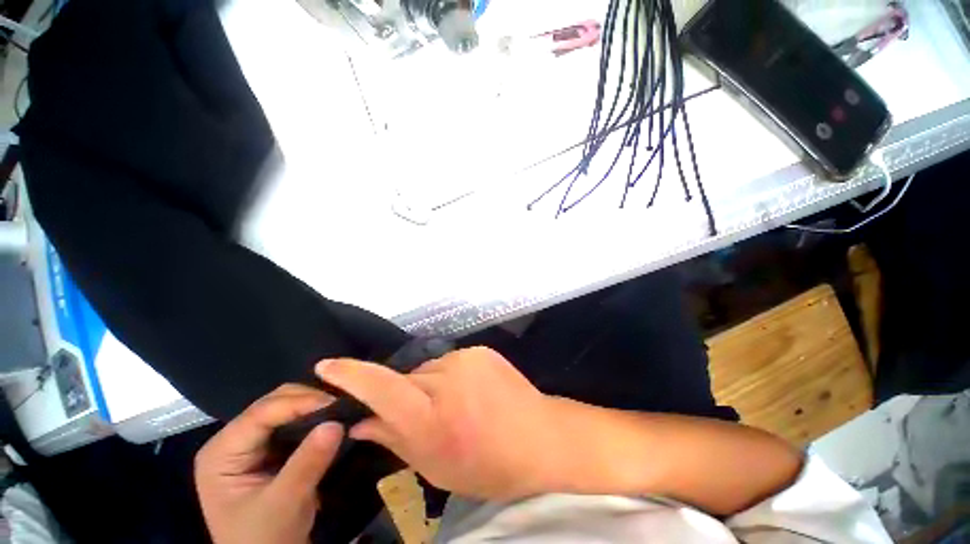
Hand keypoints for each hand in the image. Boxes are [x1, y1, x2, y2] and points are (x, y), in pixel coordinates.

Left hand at [195, 384, 343, 543]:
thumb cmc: (263, 539)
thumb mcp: (284, 504)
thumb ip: (307, 463)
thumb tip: (336, 423)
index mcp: (222, 452)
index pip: (262, 412)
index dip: (301, 402)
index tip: (337, 403)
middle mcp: (233, 440)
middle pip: (274, 403)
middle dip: (309, 401)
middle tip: (342, 405)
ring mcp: (251, 443)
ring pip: (286, 408)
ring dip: (314, 407)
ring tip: (341, 409)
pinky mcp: (269, 449)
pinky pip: (294, 422)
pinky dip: (314, 418)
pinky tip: (332, 419)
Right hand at [316, 347, 560, 499]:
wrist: (539, 437)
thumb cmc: (487, 465)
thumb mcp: (434, 465)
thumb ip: (393, 438)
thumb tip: (360, 421)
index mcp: (430, 415)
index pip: (381, 387)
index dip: (350, 375)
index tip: (326, 367)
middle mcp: (445, 378)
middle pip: (406, 378)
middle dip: (405, 395)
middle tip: (424, 415)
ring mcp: (466, 359)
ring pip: (429, 369)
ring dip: (431, 386)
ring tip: (454, 405)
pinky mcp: (481, 350)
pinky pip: (452, 362)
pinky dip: (451, 377)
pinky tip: (470, 393)